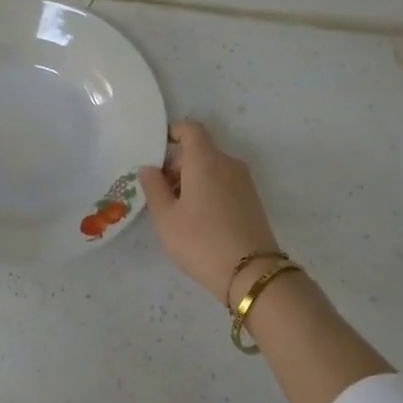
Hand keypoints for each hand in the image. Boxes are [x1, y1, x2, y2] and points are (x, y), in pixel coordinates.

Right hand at [139, 119, 282, 303]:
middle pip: (199, 151)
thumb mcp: (165, 217)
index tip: (156, 152)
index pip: (190, 128)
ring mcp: (244, 182)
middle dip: (177, 165)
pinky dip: (208, 191)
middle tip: (159, 194)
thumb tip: (149, 168)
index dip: (172, 133)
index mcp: (205, 159)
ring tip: (177, 212)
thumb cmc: (200, 241)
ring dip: (192, 180)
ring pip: (212, 168)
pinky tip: (199, 221)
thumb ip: (153, 187)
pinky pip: (224, 183)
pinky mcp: (253, 200)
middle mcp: (228, 163)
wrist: (252, 273)